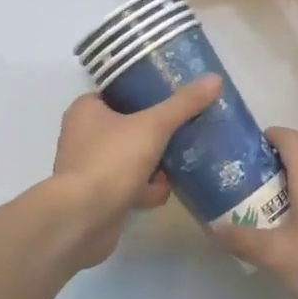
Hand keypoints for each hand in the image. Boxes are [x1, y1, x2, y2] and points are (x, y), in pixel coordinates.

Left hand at [47, 76, 221, 269]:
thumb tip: (215, 78)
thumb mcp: (153, 126)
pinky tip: (162, 194)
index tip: (175, 96)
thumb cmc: (111, 161)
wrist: (82, 220)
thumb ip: (183, 104)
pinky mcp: (98, 197)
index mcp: (86, 110)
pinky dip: (145, 190)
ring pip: (132, 157)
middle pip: (130, 126)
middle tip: (185, 131)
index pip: (120, 92)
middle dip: (157, 133)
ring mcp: (90, 168)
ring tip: (181, 163)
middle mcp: (83, 135)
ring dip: (155, 164)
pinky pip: (128, 185)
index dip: (146, 93)